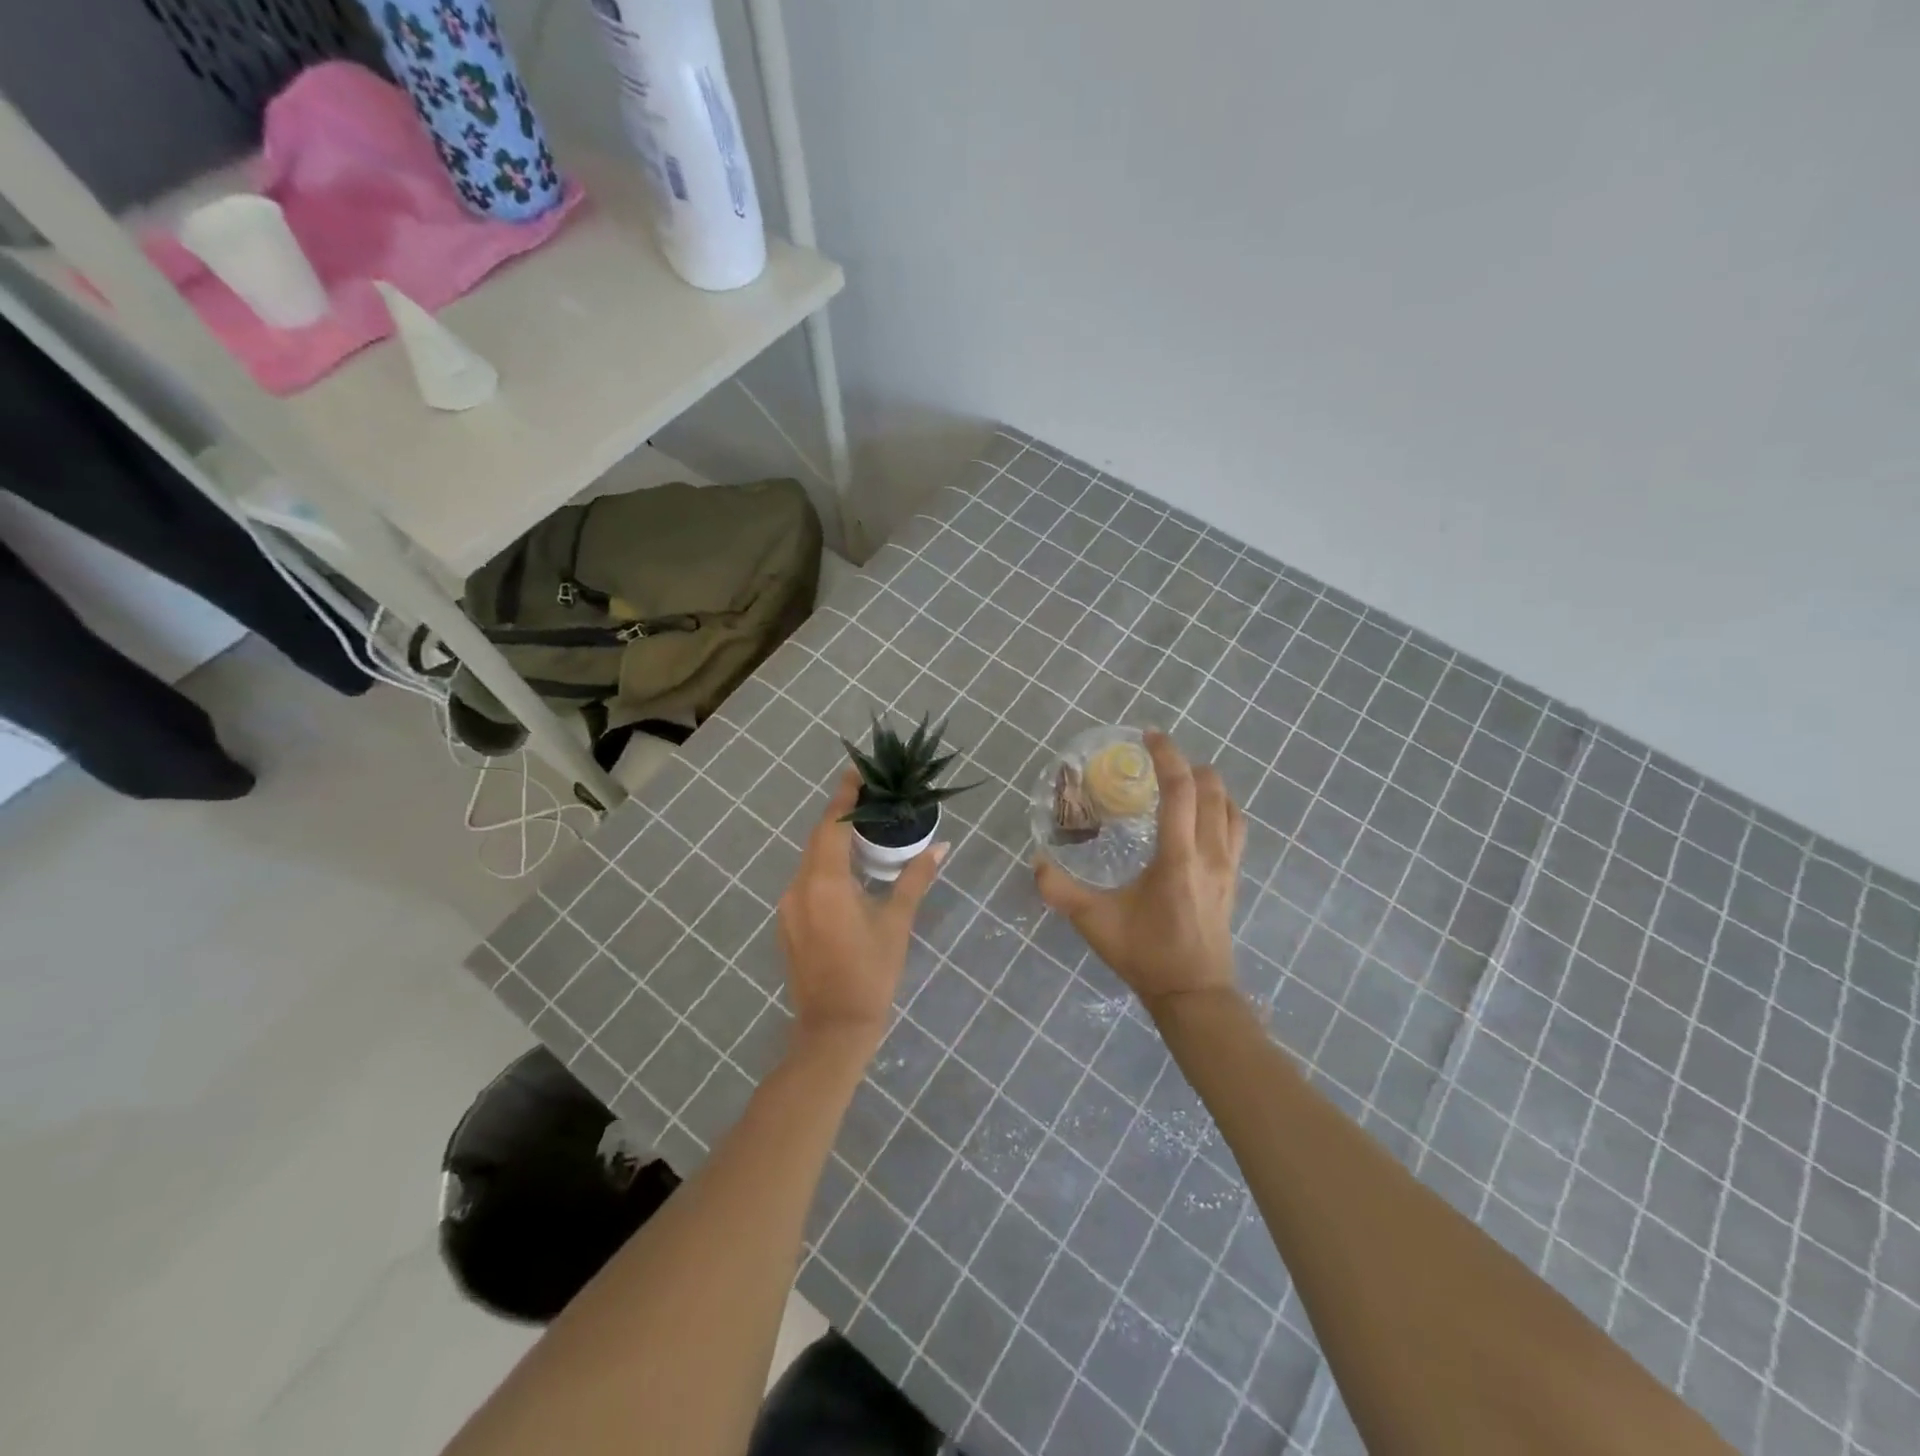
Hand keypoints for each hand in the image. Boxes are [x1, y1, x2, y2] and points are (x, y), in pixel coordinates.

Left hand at [777, 769, 946, 1055]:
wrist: (833, 1029)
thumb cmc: (871, 973)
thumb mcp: (896, 922)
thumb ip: (915, 879)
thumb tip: (941, 847)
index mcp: (824, 882)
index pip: (831, 824)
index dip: (845, 795)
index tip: (859, 771)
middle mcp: (798, 887)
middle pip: (818, 837)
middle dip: (841, 814)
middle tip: (870, 797)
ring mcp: (788, 906)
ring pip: (810, 859)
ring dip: (833, 840)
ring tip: (865, 829)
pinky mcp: (787, 922)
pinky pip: (806, 880)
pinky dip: (825, 865)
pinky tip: (849, 870)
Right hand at [1035, 731, 1245, 1014]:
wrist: (1194, 994)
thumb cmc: (1145, 954)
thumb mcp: (1094, 922)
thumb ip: (1060, 890)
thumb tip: (1036, 863)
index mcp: (1178, 857)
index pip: (1181, 790)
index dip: (1167, 756)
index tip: (1149, 736)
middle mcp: (1210, 853)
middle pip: (1213, 789)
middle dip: (1187, 764)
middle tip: (1158, 761)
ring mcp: (1229, 865)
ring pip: (1230, 806)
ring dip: (1209, 785)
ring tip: (1181, 782)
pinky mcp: (1234, 878)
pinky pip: (1236, 827)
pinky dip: (1221, 807)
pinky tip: (1201, 816)